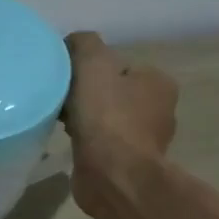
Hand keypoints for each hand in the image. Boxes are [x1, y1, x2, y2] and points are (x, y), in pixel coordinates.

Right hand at [61, 31, 178, 218]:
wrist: (113, 176)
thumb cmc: (107, 118)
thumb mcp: (92, 66)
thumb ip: (83, 45)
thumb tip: (72, 42)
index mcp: (157, 82)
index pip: (118, 65)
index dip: (88, 69)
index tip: (66, 79)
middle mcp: (157, 109)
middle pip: (111, 91)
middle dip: (85, 95)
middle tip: (60, 100)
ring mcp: (144, 139)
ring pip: (105, 118)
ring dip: (84, 119)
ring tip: (60, 122)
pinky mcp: (127, 163)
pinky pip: (101, 143)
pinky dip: (86, 140)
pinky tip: (70, 143)